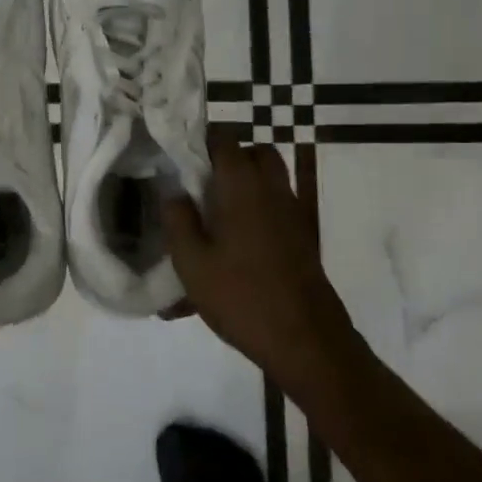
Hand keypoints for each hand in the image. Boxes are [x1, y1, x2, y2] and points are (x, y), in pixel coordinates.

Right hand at [163, 131, 356, 379]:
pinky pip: (276, 209)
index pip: (225, 140)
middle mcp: (274, 191)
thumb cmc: (242, 297)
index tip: (178, 153)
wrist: (307, 342)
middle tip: (200, 181)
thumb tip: (174, 193)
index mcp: (244, 188)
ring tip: (213, 214)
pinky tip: (232, 245)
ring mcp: (293, 215)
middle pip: (256, 154)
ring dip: (244, 185)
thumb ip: (178, 221)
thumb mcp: (192, 263)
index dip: (201, 140)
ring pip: (270, 180)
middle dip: (229, 159)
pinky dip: (256, 211)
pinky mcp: (302, 239)